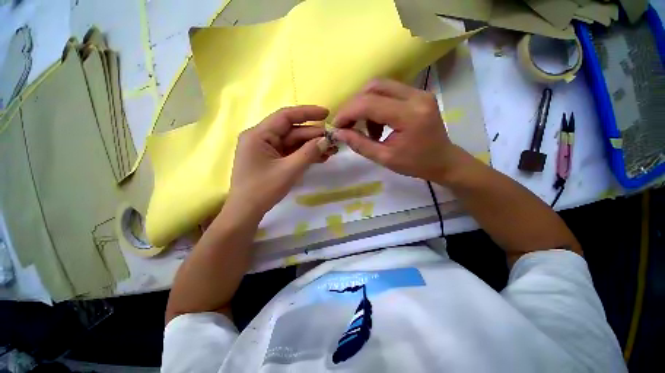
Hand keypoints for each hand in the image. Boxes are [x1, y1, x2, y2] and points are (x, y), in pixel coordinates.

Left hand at [228, 106, 332, 214]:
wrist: (246, 212)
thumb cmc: (263, 190)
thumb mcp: (289, 170)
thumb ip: (308, 153)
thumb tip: (326, 140)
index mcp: (259, 135)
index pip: (286, 116)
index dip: (307, 113)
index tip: (326, 113)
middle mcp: (262, 138)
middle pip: (292, 132)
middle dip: (314, 136)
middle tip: (333, 141)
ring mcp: (267, 150)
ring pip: (294, 143)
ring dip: (312, 147)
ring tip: (331, 151)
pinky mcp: (272, 160)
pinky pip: (291, 153)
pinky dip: (305, 155)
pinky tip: (321, 158)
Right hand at [333, 79, 465, 183]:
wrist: (443, 161)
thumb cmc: (415, 164)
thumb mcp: (384, 158)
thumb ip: (360, 144)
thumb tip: (339, 133)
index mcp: (409, 115)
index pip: (369, 104)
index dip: (347, 113)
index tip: (336, 126)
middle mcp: (416, 96)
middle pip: (374, 87)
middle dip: (354, 105)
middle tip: (347, 124)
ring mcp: (419, 92)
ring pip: (380, 86)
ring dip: (365, 105)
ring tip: (366, 129)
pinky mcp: (418, 94)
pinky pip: (389, 92)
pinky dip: (376, 105)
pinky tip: (378, 124)